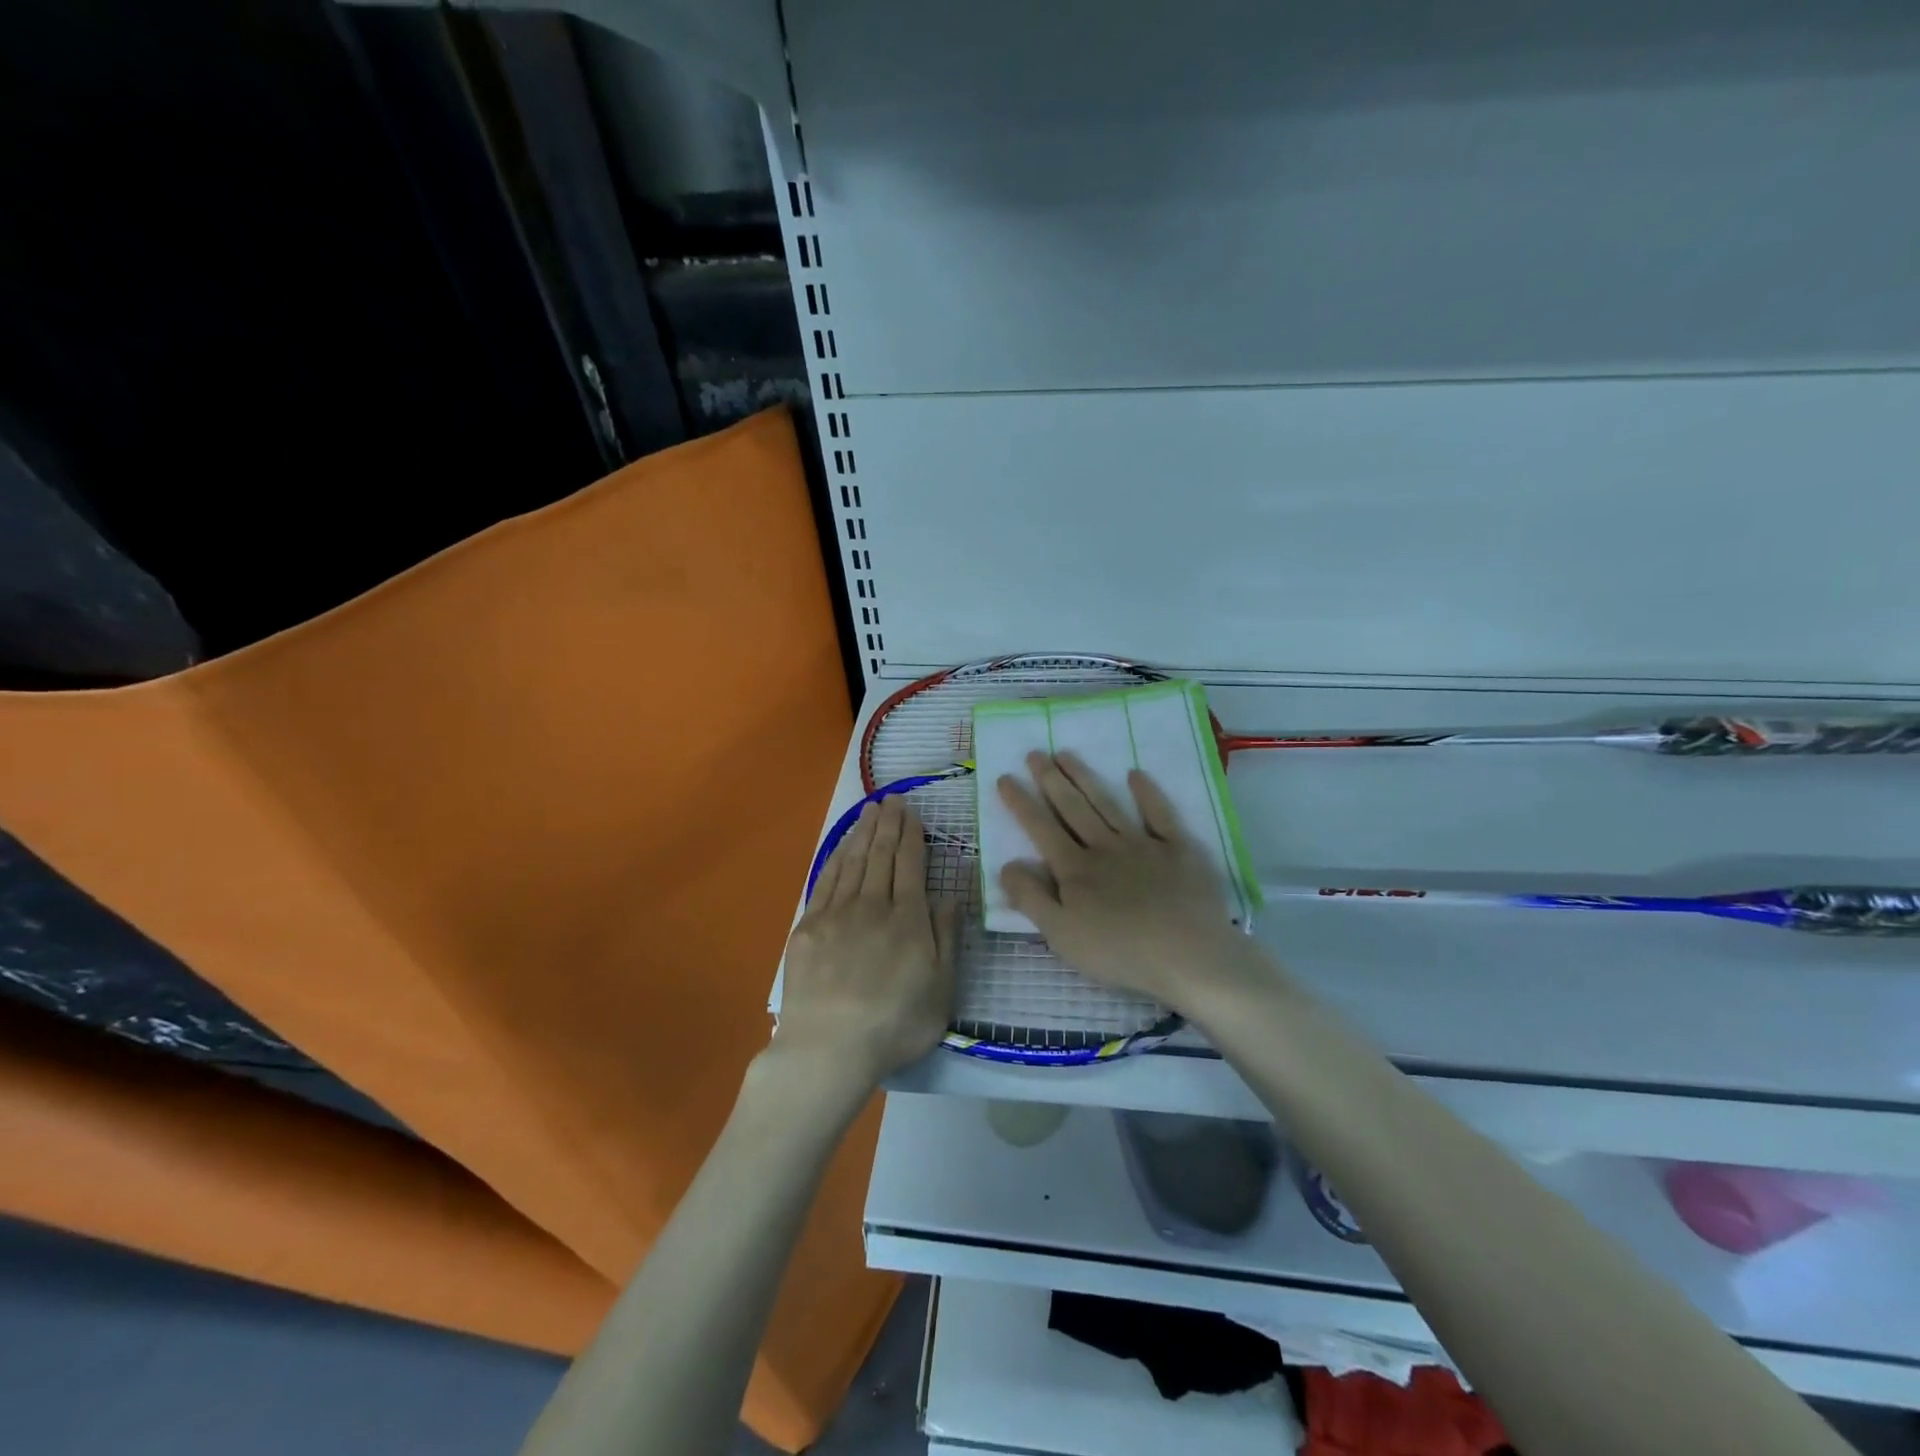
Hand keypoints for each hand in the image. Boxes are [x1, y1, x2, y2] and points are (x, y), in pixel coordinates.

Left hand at [774, 796, 955, 1090]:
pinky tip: (842, 847)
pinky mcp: (808, 927)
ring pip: (853, 862)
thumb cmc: (895, 1024)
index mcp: (908, 918)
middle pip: (881, 855)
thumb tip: (949, 895)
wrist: (829, 1048)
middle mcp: (872, 905)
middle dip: (888, 825)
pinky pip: (826, 881)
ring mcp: (837, 914)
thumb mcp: (942, 988)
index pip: (910, 864)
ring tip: (870, 811)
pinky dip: (836, 858)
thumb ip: (946, 937)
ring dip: (863, 833)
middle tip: (892, 799)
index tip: (911, 812)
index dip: (912, 835)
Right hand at [997, 752, 1260, 1011]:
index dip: (1021, 803)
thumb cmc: (1119, 953)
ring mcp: (1143, 844)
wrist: (1189, 956)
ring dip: (1085, 778)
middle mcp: (1104, 847)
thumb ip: (1031, 899)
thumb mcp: (1061, 935)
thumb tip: (1006, 864)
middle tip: (1035, 753)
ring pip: (1107, 804)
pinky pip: (1160, 814)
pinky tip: (1135, 774)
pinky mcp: (1178, 849)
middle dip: (1050, 779)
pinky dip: (1147, 793)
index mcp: (1075, 870)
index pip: (1041, 828)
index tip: (1005, 777)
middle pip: (1072, 808)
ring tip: (1066, 754)